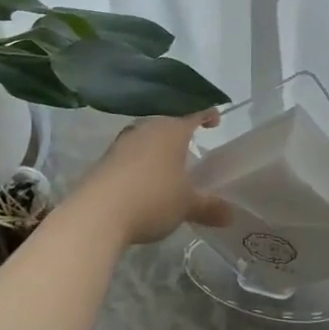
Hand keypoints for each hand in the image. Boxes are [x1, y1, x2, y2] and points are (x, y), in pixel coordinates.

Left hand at [69, 112, 231, 246]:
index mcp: (171, 131)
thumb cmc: (152, 198)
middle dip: (180, 133)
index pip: (194, 114)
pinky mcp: (105, 160)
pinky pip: (130, 154)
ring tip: (168, 164)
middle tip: (192, 145)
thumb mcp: (186, 205)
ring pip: (147, 137)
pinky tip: (144, 179)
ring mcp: (123, 143)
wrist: (97, 213)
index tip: (216, 119)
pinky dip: (141, 162)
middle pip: (168, 123)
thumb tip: (231, 214)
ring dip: (158, 147)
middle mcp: (147, 129)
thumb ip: (209, 207)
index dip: (207, 115)